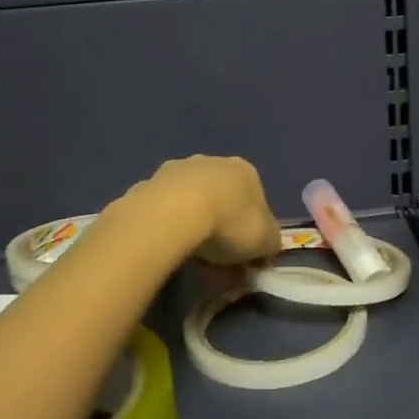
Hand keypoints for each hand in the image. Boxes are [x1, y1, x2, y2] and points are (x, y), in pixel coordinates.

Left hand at [125, 155, 281, 265]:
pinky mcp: (147, 183)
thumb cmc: (229, 223)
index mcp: (245, 170)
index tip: (245, 254)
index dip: (252, 228)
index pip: (255, 199)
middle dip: (221, 222)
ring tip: (188, 254)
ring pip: (190, 199)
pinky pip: (163, 208)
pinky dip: (166, 224)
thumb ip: (271, 242)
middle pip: (221, 196)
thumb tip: (266, 248)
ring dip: (192, 221)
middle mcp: (212, 161)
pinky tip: (165, 244)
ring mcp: (177, 169)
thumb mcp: (266, 240)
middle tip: (216, 257)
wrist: (173, 215)